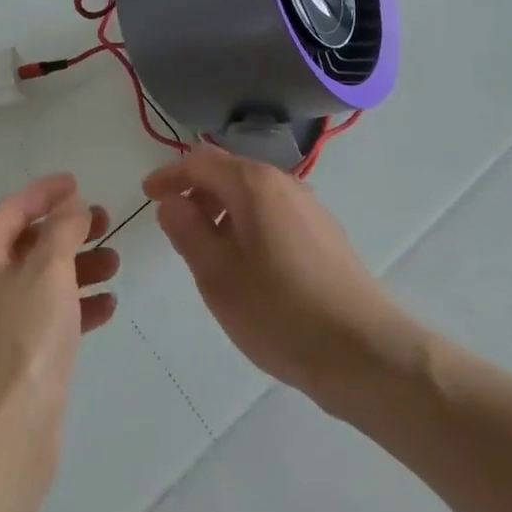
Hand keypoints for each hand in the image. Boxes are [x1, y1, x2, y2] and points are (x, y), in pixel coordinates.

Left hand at [0, 173, 118, 449]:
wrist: (2, 435)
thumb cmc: (22, 337)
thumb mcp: (49, 269)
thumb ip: (63, 229)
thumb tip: (70, 206)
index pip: (13, 208)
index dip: (46, 191)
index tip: (78, 181)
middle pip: (28, 243)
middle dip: (68, 230)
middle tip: (105, 221)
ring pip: (41, 280)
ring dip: (78, 267)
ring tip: (116, 263)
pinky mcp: (12, 357)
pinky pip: (46, 316)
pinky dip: (75, 305)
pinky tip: (108, 306)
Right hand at [142, 142, 415, 405]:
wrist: (364, 350)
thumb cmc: (279, 311)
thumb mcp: (217, 275)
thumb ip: (187, 230)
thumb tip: (173, 201)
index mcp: (254, 184)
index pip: (201, 161)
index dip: (170, 175)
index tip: (148, 196)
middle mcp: (284, 183)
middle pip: (229, 173)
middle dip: (197, 193)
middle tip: (175, 228)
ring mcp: (309, 207)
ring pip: (253, 195)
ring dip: (223, 212)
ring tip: (207, 253)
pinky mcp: (325, 234)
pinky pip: (274, 214)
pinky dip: (248, 226)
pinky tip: (248, 267)